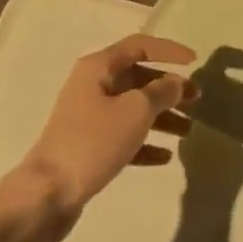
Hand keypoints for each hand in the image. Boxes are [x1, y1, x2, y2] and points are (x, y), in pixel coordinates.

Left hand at [10, 34, 198, 241]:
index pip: (140, 46)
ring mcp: (89, 119)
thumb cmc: (93, 142)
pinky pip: (124, 138)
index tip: (195, 62)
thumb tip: (176, 82)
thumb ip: (161, 92)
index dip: (169, 51)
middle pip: (138, 79)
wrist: (46, 196)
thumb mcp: (135, 110)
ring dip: (162, 117)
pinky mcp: (89, 148)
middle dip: (169, 88)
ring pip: (134, 109)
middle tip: (196, 100)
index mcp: (98, 67)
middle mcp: (92, 87)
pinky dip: (145, 143)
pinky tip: (166, 156)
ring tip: (188, 130)